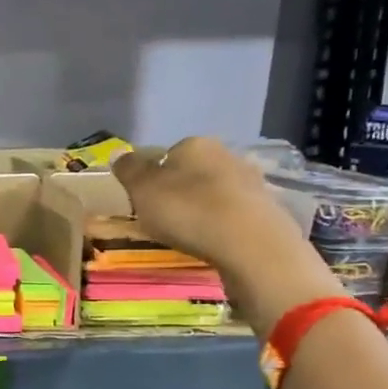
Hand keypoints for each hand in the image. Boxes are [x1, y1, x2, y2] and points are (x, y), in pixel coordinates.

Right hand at [112, 138, 340, 336]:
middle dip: (180, 191)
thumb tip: (119, 153)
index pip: (166, 155)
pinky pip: (234, 213)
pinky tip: (215, 242)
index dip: (153, 178)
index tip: (145, 202)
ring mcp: (251, 181)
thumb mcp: (142, 190)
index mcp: (194, 144)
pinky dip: (223, 225)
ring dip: (204, 208)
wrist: (250, 244)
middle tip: (166, 220)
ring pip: (216, 191)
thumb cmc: (187, 211)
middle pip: (193, 172)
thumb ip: (129, 170)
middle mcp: (226, 154)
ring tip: (191, 235)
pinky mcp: (268, 209)